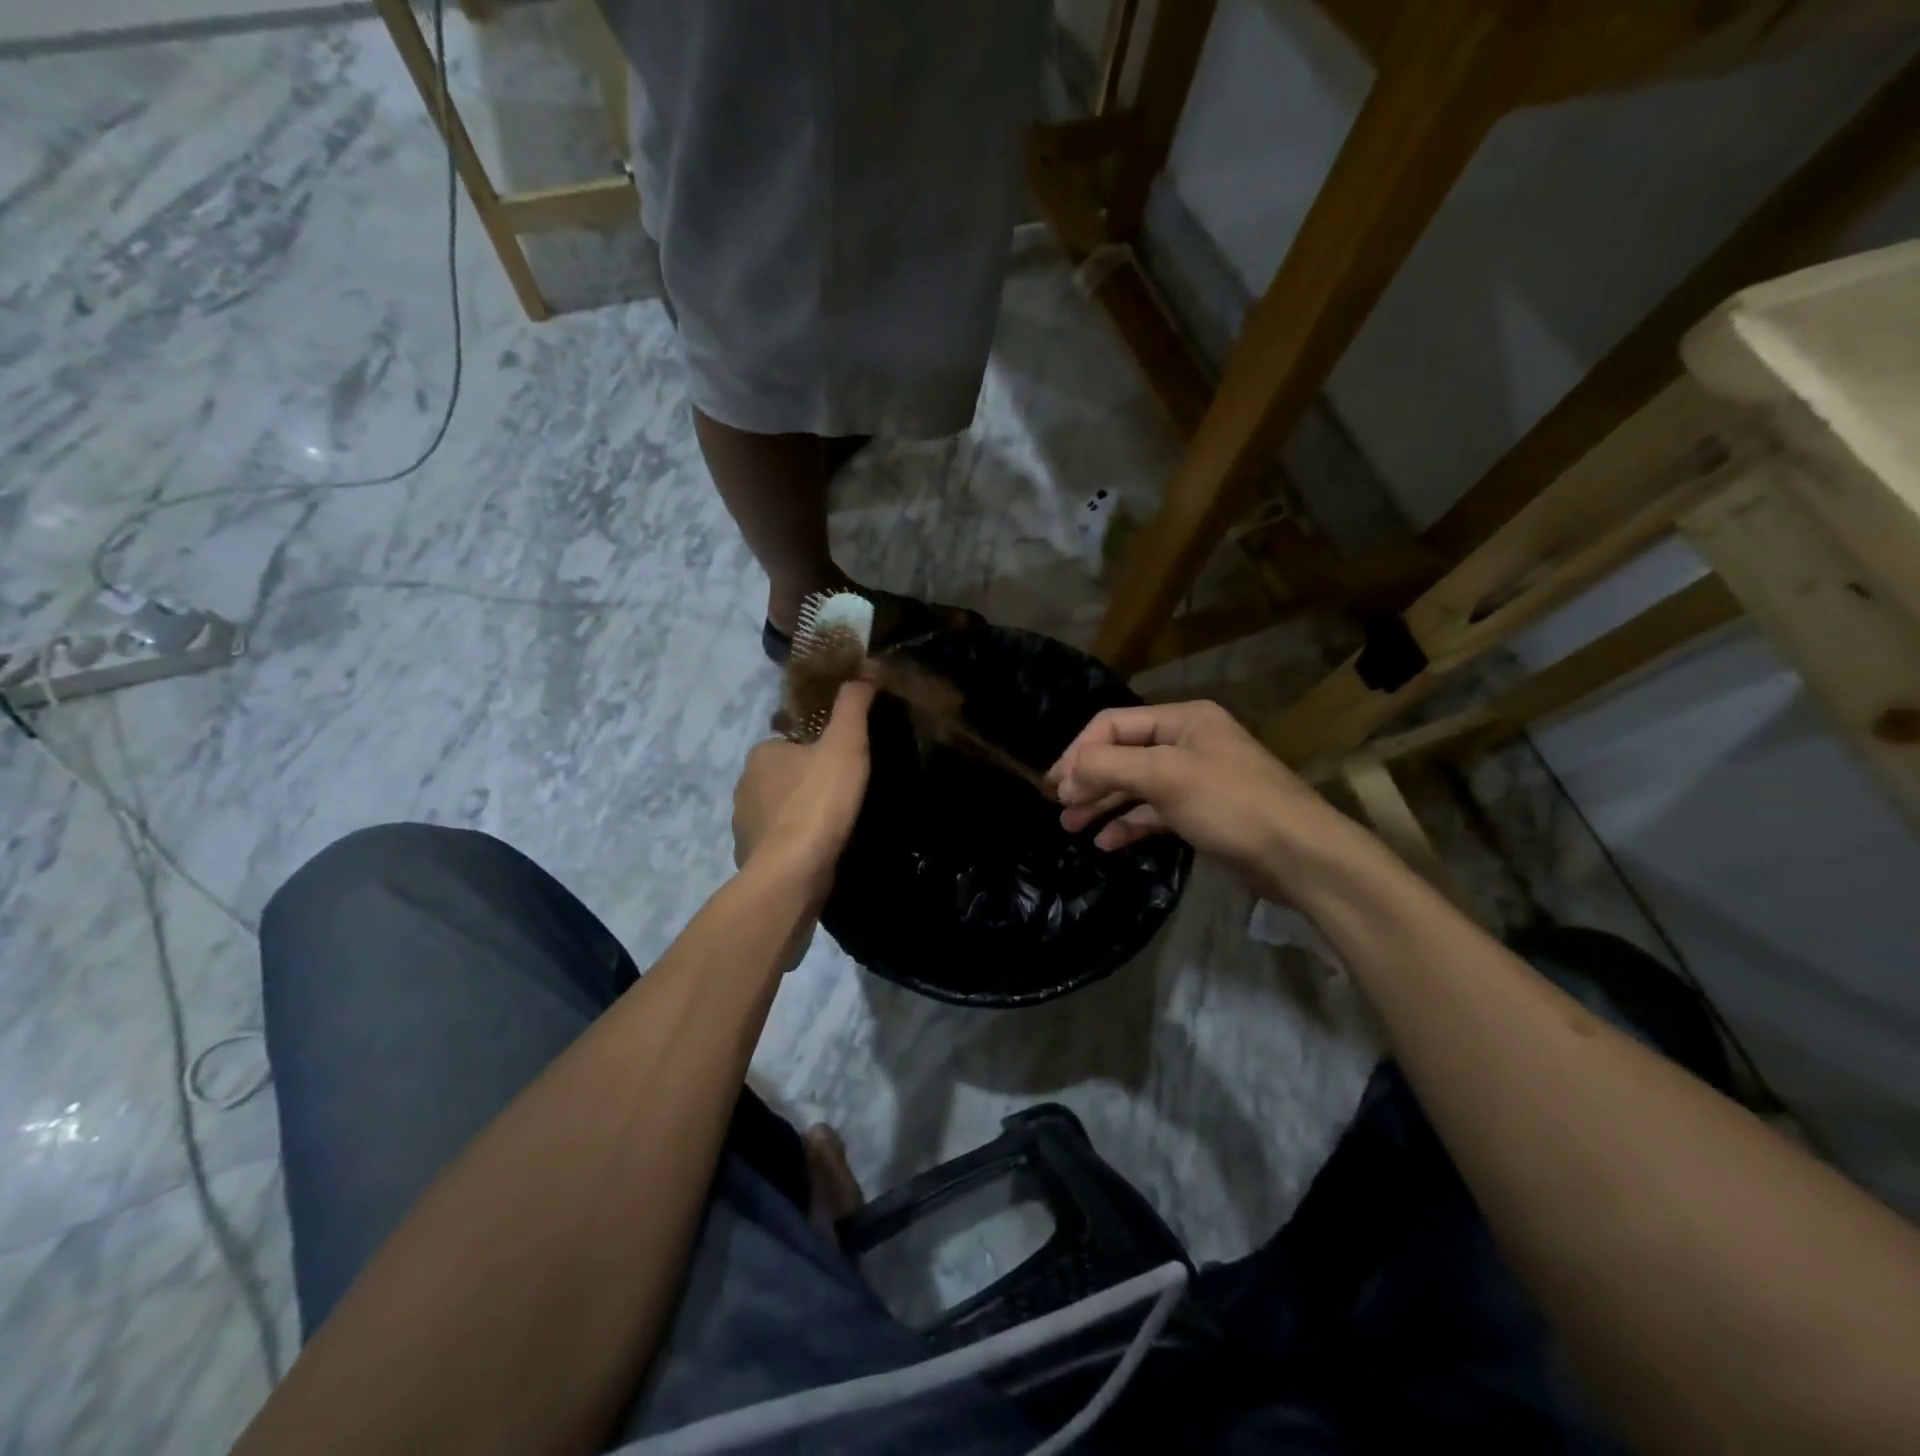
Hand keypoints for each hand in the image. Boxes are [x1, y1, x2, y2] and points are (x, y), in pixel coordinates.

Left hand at [732, 680, 875, 896]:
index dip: (817, 750)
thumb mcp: (846, 743)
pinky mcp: (750, 857)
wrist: (794, 870)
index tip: (842, 763)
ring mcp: (744, 824)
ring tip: (834, 826)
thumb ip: (853, 706)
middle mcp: (744, 784)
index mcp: (763, 753)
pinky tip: (817, 852)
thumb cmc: (819, 800)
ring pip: (778, 811)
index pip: (791, 741)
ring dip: (799, 815)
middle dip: (807, 782)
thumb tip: (862, 673)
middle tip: (844, 795)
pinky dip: (793, 844)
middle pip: (783, 776)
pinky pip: (776, 842)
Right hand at [1046, 699, 1356, 901]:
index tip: (1055, 785)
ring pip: (1135, 785)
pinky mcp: (1200, 813)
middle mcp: (1187, 743)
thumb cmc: (1232, 804)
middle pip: (1122, 754)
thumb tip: (1065, 778)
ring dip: (1102, 803)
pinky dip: (1128, 824)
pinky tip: (1106, 842)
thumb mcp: (1166, 777)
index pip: (1114, 724)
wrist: (1300, 857)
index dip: (1079, 751)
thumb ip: (1109, 768)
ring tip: (1071, 826)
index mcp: (1183, 720)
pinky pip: (1153, 812)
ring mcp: (1194, 779)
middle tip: (1057, 807)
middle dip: (1088, 779)